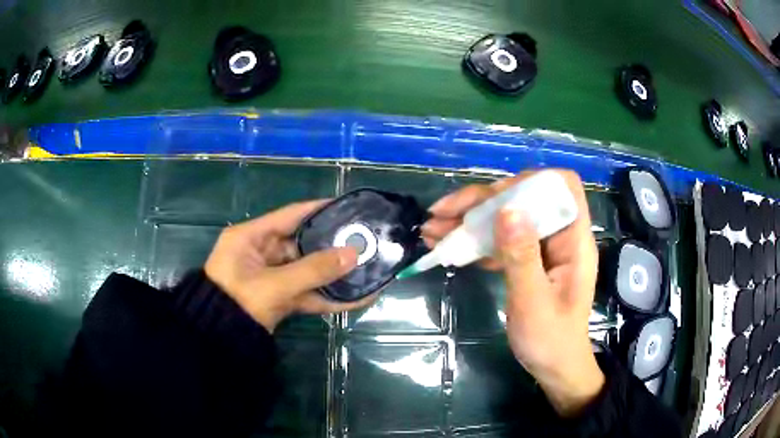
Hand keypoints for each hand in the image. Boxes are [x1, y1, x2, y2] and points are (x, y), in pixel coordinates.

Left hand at [205, 200, 376, 332]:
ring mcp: (270, 277)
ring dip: (332, 274)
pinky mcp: (277, 298)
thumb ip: (314, 270)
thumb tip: (353, 254)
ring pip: (306, 271)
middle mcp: (260, 253)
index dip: (318, 209)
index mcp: (251, 237)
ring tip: (365, 269)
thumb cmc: (239, 302)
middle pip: (302, 244)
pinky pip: (305, 292)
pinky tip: (355, 299)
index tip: (346, 206)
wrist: (219, 341)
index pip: (290, 215)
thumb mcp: (275, 285)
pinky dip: (326, 296)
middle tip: (361, 241)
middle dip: (331, 246)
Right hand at [423, 170, 604, 416]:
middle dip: (482, 202)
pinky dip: (473, 241)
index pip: (561, 186)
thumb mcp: (533, 303)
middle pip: (523, 198)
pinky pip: (499, 240)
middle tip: (442, 213)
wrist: (553, 367)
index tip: (494, 198)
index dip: (530, 181)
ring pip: (506, 218)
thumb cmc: (550, 340)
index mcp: (573, 239)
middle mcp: (558, 235)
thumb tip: (507, 209)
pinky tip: (447, 247)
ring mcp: (541, 247)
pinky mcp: (526, 260)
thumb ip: (522, 257)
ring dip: (469, 221)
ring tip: (432, 229)